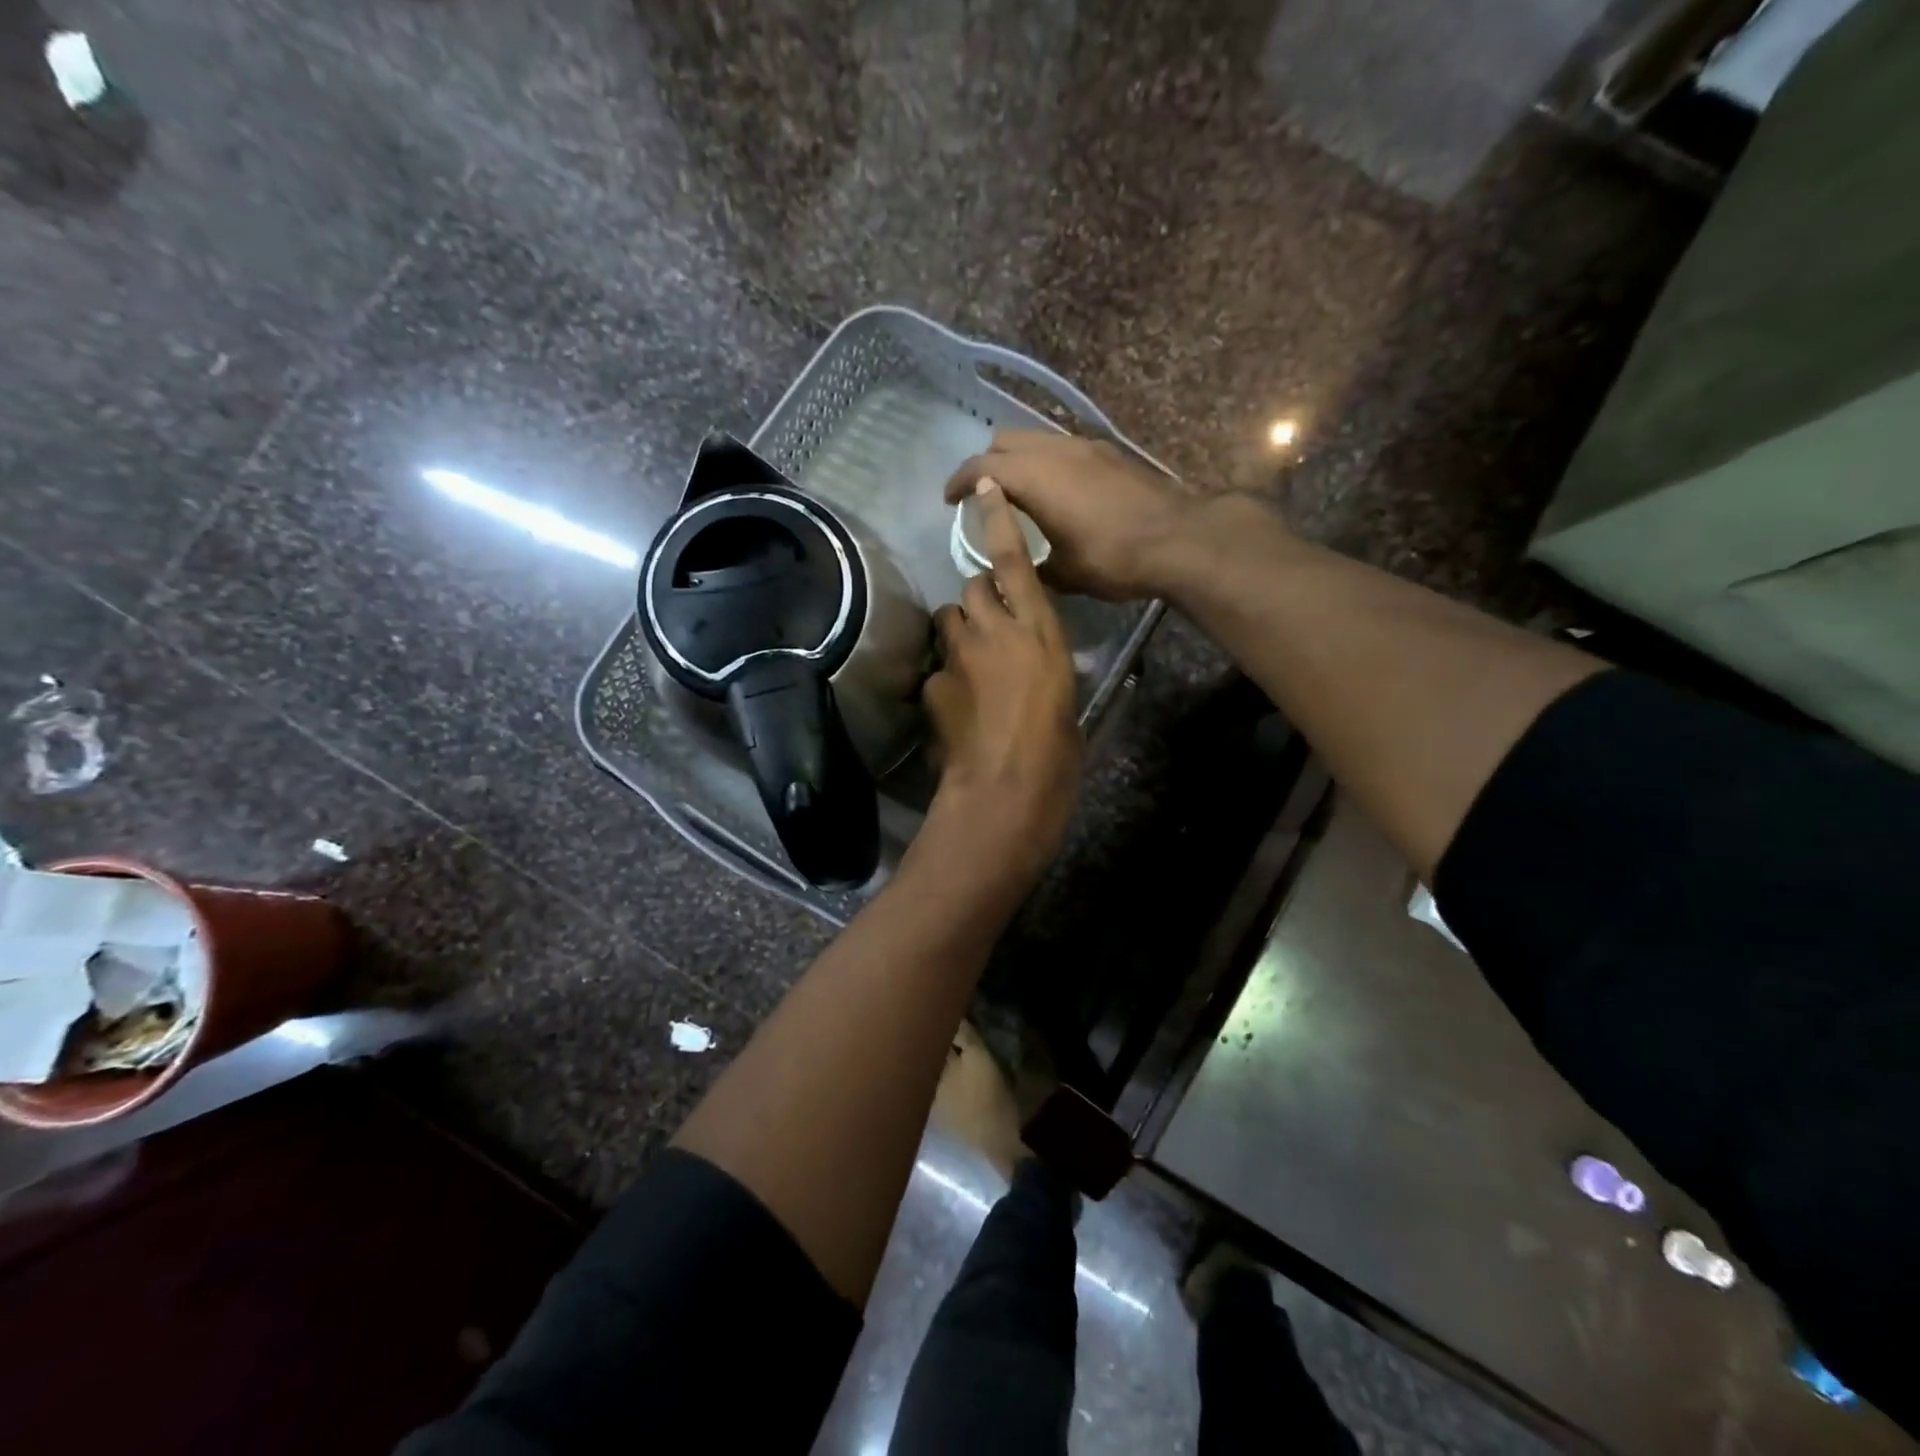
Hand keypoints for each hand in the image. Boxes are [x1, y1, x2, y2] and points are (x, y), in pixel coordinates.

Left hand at [923, 480, 1082, 881]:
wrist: (1007, 791)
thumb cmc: (1058, 753)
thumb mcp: (1068, 702)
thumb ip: (1049, 671)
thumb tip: (1041, 669)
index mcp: (1040, 632)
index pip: (1015, 562)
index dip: (999, 521)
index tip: (986, 486)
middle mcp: (995, 631)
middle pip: (973, 587)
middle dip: (979, 597)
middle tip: (990, 625)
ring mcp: (958, 655)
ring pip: (949, 619)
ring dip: (959, 631)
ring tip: (971, 663)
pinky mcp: (932, 684)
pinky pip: (935, 667)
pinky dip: (944, 676)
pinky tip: (955, 705)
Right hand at [945, 429, 1198, 600]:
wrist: (1178, 539)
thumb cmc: (1113, 558)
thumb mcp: (1064, 573)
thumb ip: (1032, 565)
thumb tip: (1019, 569)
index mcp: (1034, 477)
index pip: (981, 467)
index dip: (958, 482)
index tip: (949, 500)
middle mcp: (1055, 450)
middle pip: (1005, 440)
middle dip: (987, 464)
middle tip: (983, 496)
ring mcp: (1084, 446)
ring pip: (1036, 439)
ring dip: (1019, 460)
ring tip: (1018, 493)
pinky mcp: (1107, 453)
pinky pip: (1062, 447)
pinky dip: (1047, 462)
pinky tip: (1057, 492)